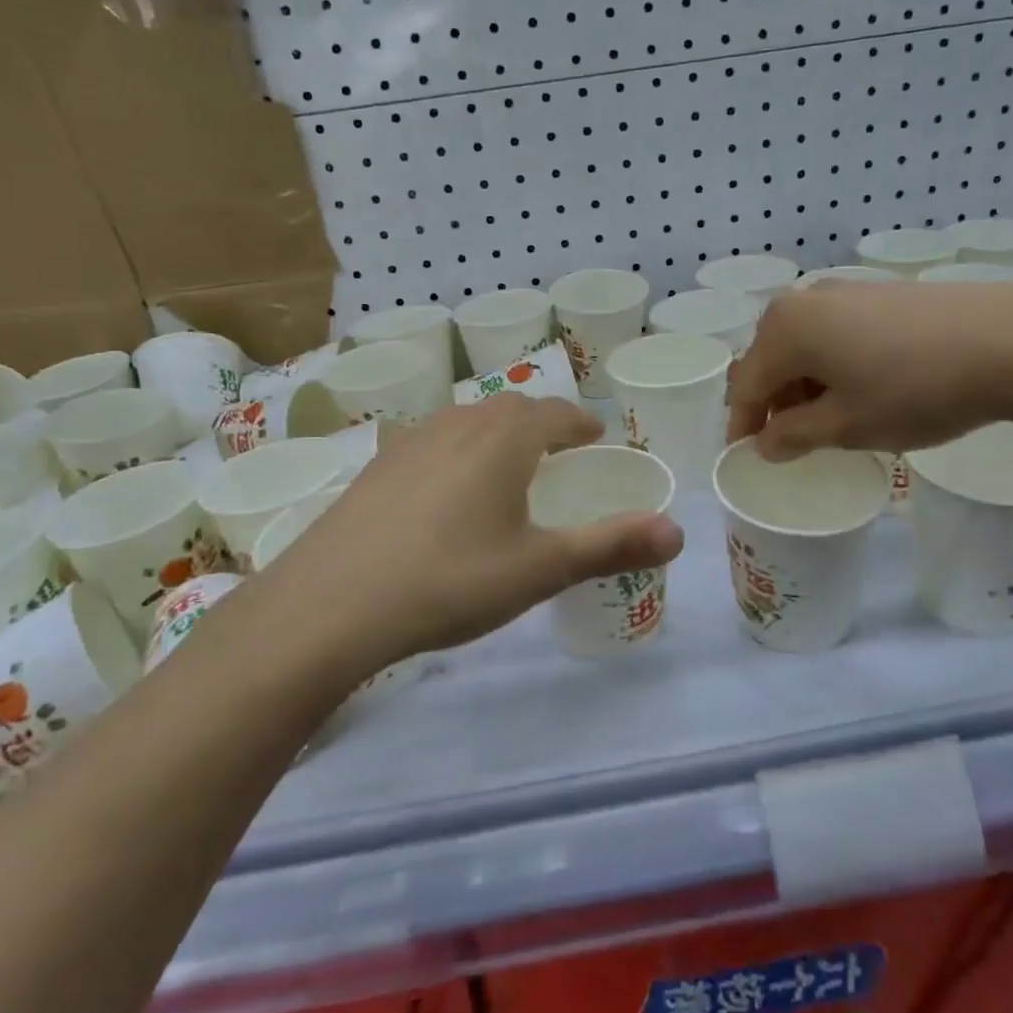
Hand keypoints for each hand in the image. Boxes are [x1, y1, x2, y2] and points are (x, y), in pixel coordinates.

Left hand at [257, 396, 684, 672]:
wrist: (333, 603)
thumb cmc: (451, 580)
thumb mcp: (540, 569)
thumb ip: (611, 546)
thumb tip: (679, 532)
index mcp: (503, 439)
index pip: (554, 413)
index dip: (579, 421)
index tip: (594, 435)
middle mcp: (457, 425)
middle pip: (509, 409)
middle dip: (540, 422)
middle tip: (557, 449)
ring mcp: (409, 442)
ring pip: (465, 421)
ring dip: (494, 433)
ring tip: (506, 464)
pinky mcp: (375, 467)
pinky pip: (430, 442)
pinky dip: (455, 451)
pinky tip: (445, 489)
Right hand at [727, 281, 1012, 460]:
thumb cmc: (914, 389)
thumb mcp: (846, 426)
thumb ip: (793, 436)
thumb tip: (766, 442)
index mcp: (784, 329)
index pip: (745, 386)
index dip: (743, 426)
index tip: (747, 456)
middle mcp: (805, 300)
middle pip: (770, 359)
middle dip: (773, 402)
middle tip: (790, 441)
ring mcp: (845, 291)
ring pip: (804, 345)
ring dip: (804, 385)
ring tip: (830, 419)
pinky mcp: (881, 293)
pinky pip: (835, 333)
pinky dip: (833, 365)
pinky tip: (863, 388)